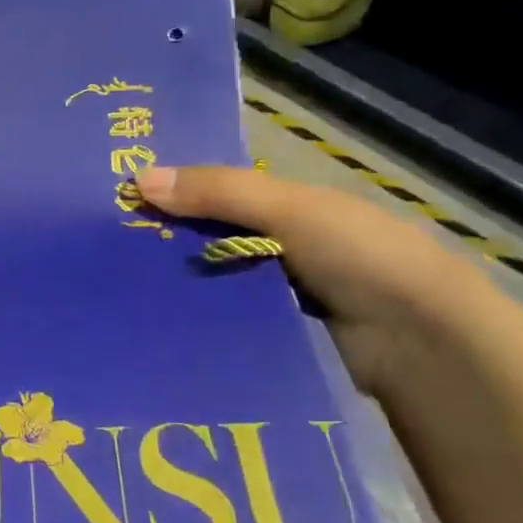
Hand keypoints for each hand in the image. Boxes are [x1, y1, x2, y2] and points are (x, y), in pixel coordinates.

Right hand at [136, 164, 492, 396]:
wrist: (423, 343)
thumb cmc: (359, 254)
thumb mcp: (288, 209)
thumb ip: (217, 192)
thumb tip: (137, 178)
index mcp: (283, 208)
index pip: (212, 193)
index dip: (170, 192)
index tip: (115, 199)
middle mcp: (274, 248)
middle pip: (204, 239)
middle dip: (161, 242)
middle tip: (100, 250)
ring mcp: (272, 296)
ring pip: (208, 282)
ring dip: (173, 286)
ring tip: (111, 292)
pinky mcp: (270, 339)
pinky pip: (221, 323)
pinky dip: (194, 321)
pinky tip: (151, 325)